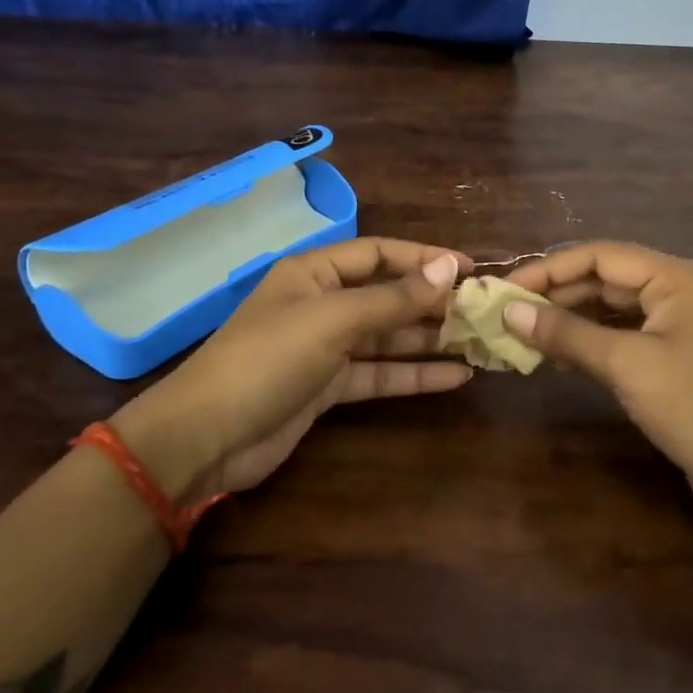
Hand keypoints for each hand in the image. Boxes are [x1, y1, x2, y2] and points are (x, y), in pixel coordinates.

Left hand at [112, 238, 472, 501]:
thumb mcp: (333, 321)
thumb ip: (393, 298)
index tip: (471, 269)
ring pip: (387, 337)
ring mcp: (325, 348)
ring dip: (430, 340)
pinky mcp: (328, 388)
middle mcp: (322, 304)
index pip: (379, 254)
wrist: (207, 437)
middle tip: (485, 312)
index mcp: (315, 273)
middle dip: (433, 304)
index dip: (424, 258)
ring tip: (481, 343)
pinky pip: (379, 374)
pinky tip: (455, 377)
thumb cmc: (268, 360)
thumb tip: (449, 266)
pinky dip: (413, 375)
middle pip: (387, 296)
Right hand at [502, 242, 692, 518]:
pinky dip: (591, 340)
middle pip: (606, 278)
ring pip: (613, 307)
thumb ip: (565, 333)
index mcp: (676, 277)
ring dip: (570, 318)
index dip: (548, 269)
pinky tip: (558, 355)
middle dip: (556, 294)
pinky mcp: (676, 352)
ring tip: (525, 334)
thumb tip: (509, 312)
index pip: (600, 256)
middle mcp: (680, 288)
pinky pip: (625, 332)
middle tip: (509, 313)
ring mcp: (680, 321)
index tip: (506, 289)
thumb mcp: (625, 365)